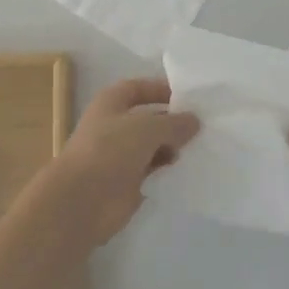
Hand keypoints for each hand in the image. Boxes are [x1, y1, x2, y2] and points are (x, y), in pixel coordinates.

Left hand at [29, 78, 199, 245]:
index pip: (138, 88)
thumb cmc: (109, 151)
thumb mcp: (146, 128)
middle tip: (206, 126)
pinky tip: (190, 170)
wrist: (82, 200)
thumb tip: (194, 120)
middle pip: (149, 119)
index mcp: (111, 103)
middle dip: (173, 121)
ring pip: (153, 146)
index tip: (190, 97)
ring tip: (202, 148)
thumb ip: (173, 123)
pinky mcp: (128, 183)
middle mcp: (114, 126)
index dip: (161, 89)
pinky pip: (154, 171)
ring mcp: (120, 156)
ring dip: (174, 147)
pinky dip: (169, 170)